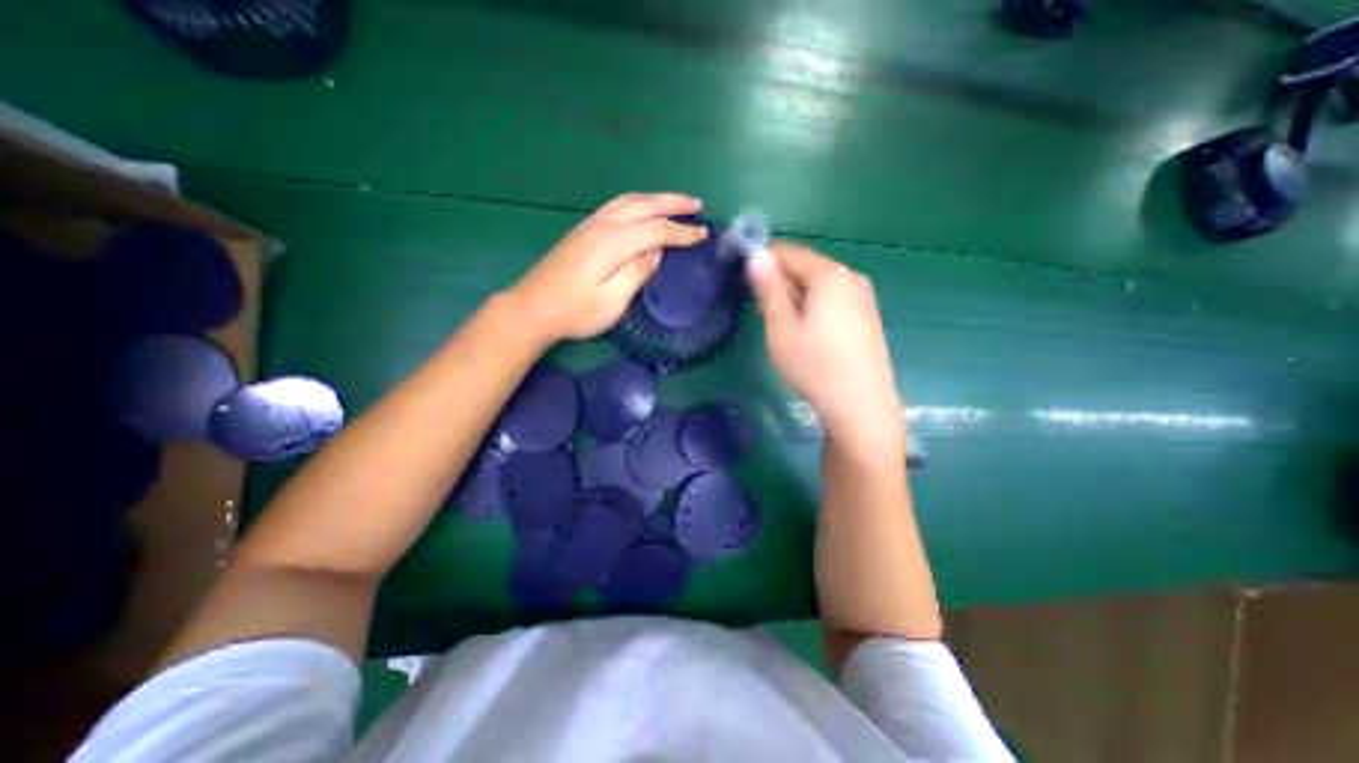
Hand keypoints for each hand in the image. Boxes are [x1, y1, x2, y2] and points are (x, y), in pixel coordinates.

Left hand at [503, 192, 706, 343]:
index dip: (682, 232)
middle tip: (698, 204)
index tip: (704, 235)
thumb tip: (656, 252)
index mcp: (612, 243)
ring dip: (656, 199)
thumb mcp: (611, 302)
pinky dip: (638, 203)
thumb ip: (636, 273)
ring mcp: (589, 225)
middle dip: (673, 203)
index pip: (656, 230)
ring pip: (629, 201)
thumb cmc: (574, 312)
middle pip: (644, 205)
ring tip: (677, 203)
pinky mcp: (582, 231)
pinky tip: (644, 210)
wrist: (531, 309)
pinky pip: (617, 206)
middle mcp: (602, 226)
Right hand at [741, 240, 898, 458]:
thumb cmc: (814, 366)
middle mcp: (851, 277)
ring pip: (820, 284)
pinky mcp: (868, 316)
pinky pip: (834, 299)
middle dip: (781, 282)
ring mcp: (864, 297)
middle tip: (764, 313)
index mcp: (829, 274)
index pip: (789, 251)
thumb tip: (757, 255)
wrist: (861, 406)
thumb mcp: (781, 328)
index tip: (747, 285)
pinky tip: (809, 334)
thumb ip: (769, 289)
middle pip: (807, 266)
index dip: (764, 262)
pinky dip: (815, 306)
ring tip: (785, 327)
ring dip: (797, 295)